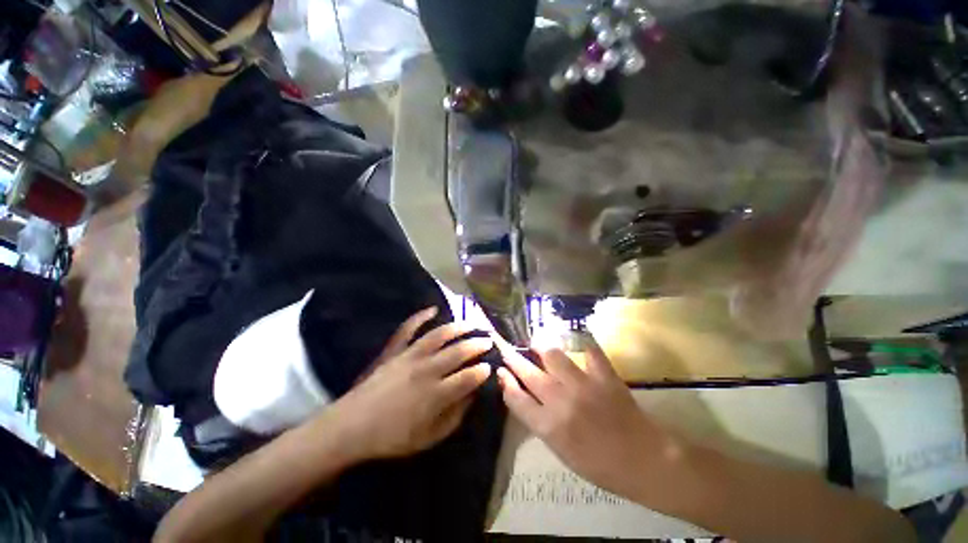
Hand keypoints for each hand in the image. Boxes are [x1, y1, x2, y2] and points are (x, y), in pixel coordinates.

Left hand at [327, 307, 492, 461]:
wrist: (351, 427)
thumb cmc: (392, 437)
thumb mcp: (428, 438)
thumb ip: (454, 417)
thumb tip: (471, 396)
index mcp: (435, 395)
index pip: (467, 377)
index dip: (482, 371)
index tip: (490, 366)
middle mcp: (426, 370)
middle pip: (457, 352)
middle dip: (477, 345)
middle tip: (488, 340)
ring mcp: (409, 356)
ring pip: (439, 336)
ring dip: (458, 328)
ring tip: (471, 324)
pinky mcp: (395, 350)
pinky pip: (408, 329)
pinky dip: (420, 316)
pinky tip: (433, 309)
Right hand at [494, 334, 662, 499]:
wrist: (644, 462)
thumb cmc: (599, 464)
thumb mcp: (560, 450)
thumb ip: (539, 421)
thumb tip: (523, 396)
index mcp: (549, 427)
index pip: (516, 398)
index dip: (505, 381)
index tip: (500, 370)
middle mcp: (561, 402)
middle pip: (528, 373)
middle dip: (513, 359)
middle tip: (506, 349)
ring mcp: (583, 385)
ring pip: (552, 355)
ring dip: (541, 347)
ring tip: (537, 343)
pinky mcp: (604, 376)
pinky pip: (589, 351)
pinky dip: (583, 342)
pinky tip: (576, 337)